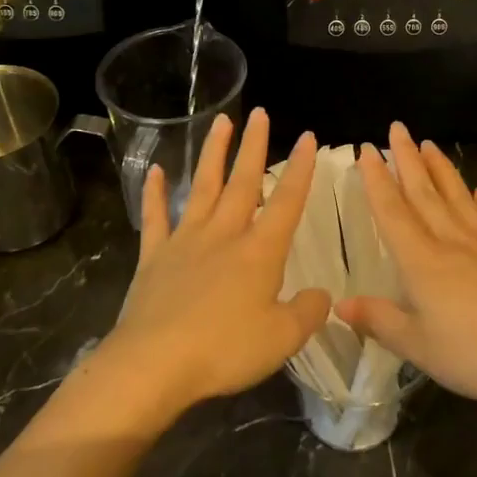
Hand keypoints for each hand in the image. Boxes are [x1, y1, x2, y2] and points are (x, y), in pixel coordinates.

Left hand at [97, 109, 330, 419]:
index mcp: (259, 251)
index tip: (308, 137)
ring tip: (220, 121)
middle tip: (260, 113)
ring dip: (213, 153)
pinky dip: (155, 193)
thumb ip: (307, 313)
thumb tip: (322, 295)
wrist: (154, 363)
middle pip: (243, 181)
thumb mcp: (282, 339)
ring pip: (203, 187)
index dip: (301, 169)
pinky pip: (156, 217)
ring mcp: (185, 241)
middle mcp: (224, 234)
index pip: (287, 201)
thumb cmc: (224, 350)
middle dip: (254, 146)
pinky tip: (155, 170)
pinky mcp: (154, 257)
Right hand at [337, 122, 476, 405]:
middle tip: (397, 128)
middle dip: (407, 158)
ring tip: (429, 144)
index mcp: (422, 261)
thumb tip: (340, 304)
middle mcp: (451, 241)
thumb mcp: (419, 347)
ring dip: (440, 168)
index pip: (392, 211)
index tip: (366, 149)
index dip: (377, 180)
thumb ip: (379, 321)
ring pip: (457, 195)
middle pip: (424, 191)